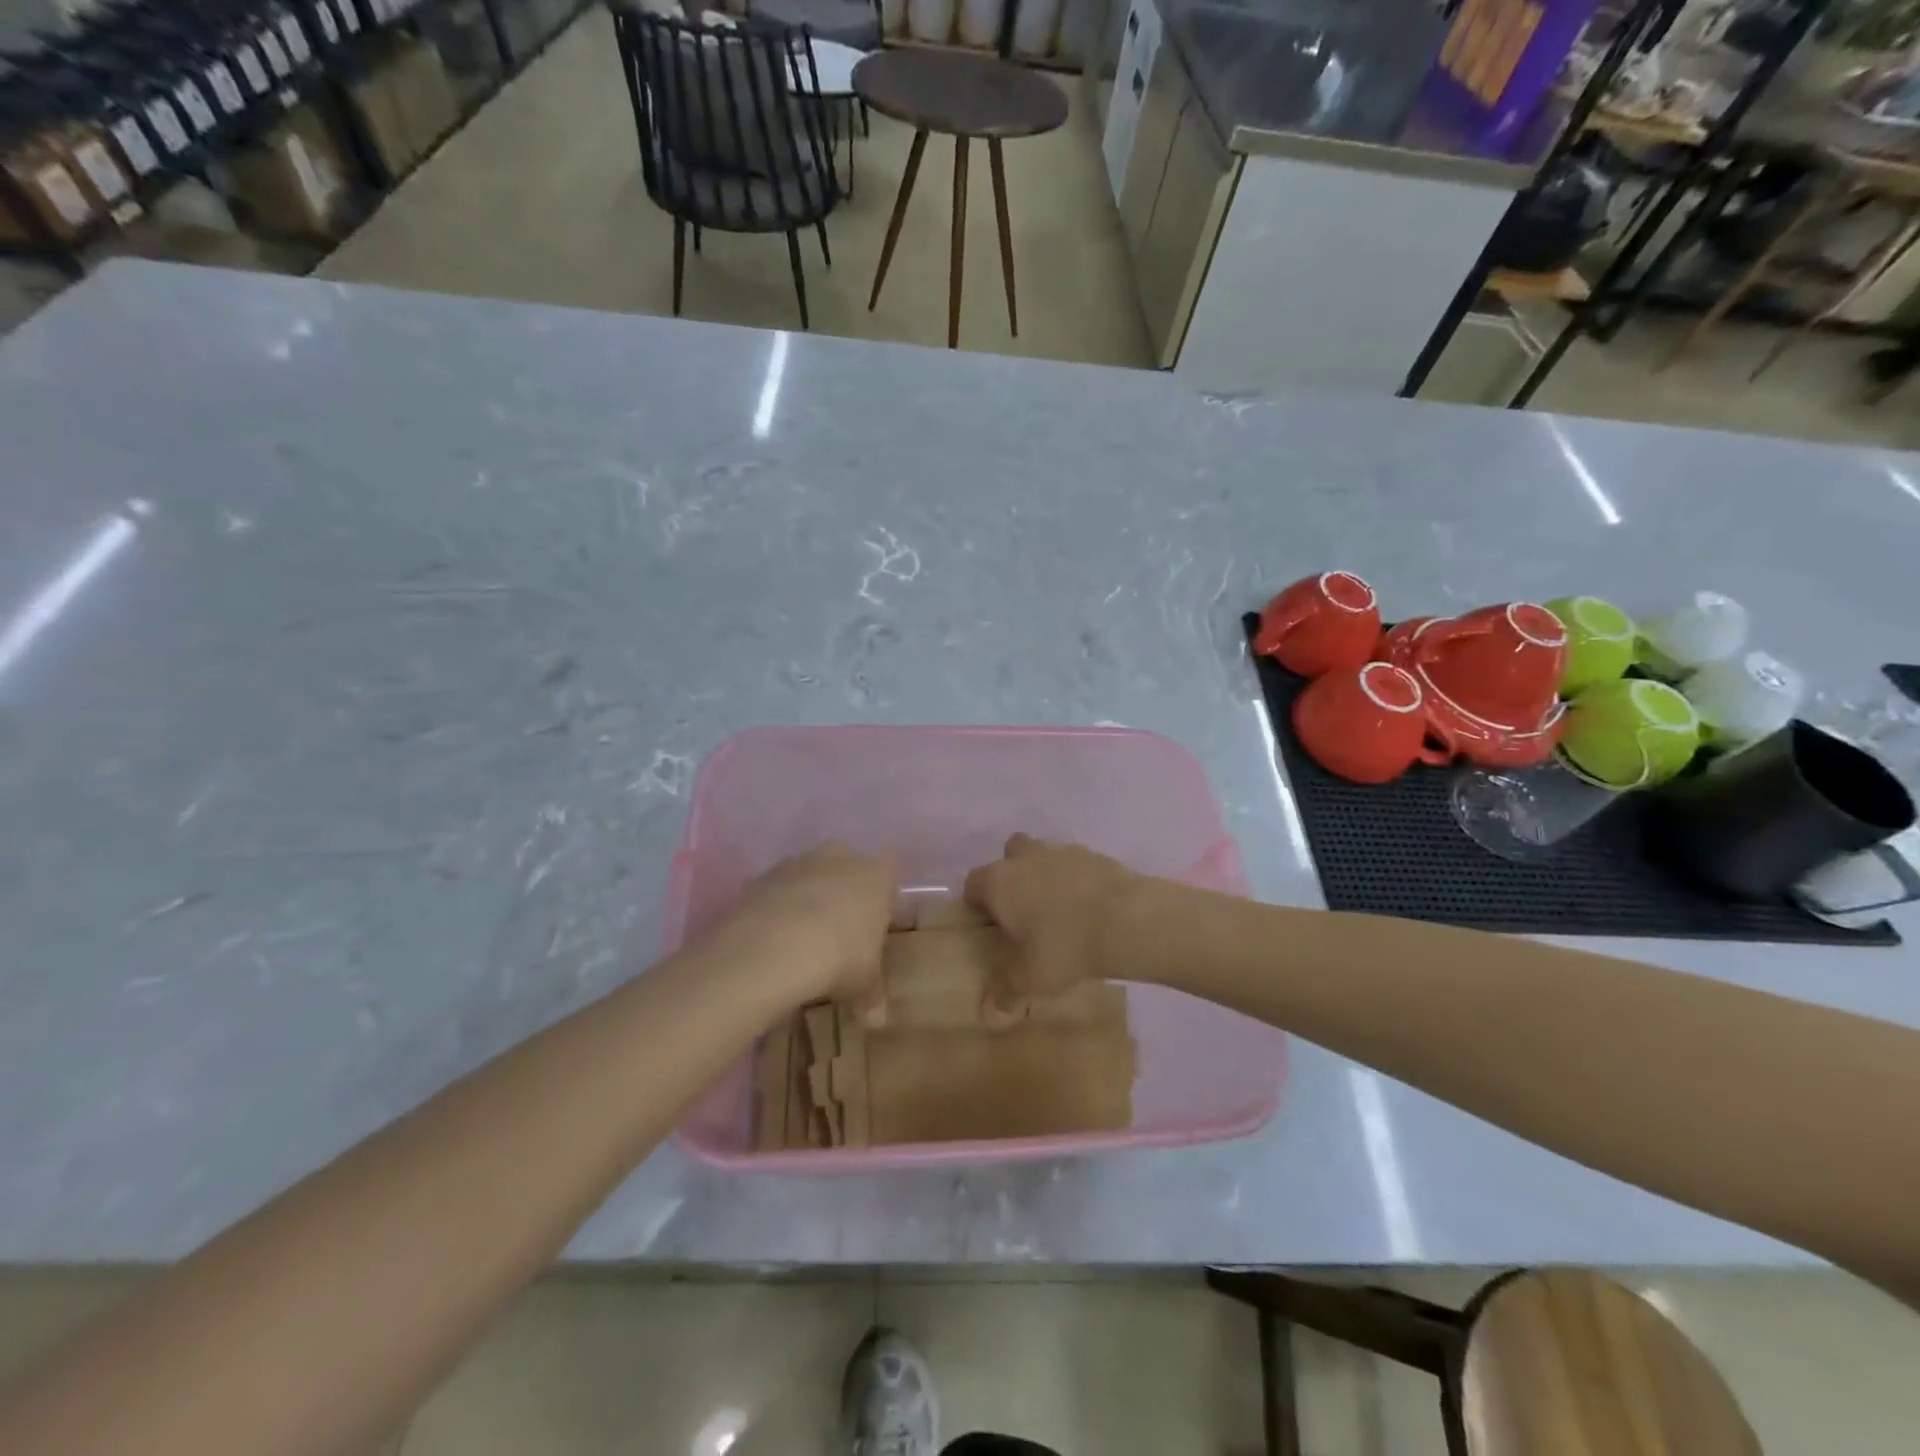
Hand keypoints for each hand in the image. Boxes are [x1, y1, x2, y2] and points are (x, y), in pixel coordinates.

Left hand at [708, 845, 896, 1009]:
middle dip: (845, 893)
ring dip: (809, 898)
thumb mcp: (864, 983)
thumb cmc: (839, 957)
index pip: (889, 873)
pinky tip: (773, 938)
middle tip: (840, 932)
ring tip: (802, 939)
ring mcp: (799, 862)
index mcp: (876, 876)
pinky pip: (779, 889)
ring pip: (811, 876)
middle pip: (848, 869)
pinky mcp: (764, 875)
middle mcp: (841, 858)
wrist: (772, 947)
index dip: (883, 898)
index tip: (876, 926)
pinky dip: (778, 907)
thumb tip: (877, 1020)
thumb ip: (873, 995)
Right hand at [962, 834, 1140, 1012]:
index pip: (973, 884)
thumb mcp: (1029, 980)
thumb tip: (989, 1013)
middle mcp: (1025, 857)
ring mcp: (1062, 851)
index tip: (990, 927)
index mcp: (998, 881)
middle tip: (1025, 911)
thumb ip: (1005, 993)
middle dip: (1013, 877)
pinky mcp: (1095, 854)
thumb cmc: (1063, 946)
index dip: (978, 904)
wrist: (1126, 919)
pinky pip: (1076, 865)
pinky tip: (1090, 909)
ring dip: (1047, 876)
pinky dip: (1078, 881)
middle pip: (1009, 856)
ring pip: (1044, 856)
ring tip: (1061, 912)